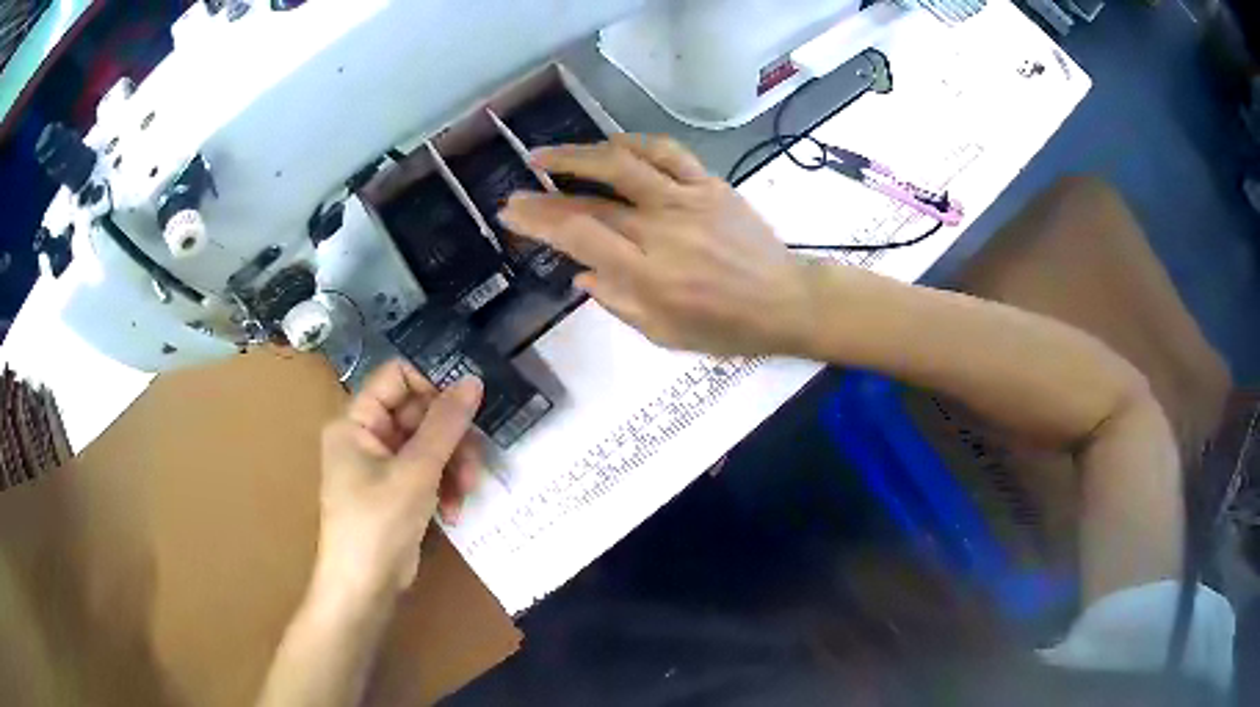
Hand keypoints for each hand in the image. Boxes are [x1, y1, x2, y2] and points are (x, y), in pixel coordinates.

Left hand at [315, 361, 482, 602]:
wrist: (365, 587)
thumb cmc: (378, 523)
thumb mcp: (416, 471)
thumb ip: (446, 424)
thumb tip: (473, 380)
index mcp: (356, 420)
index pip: (397, 377)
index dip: (432, 387)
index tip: (465, 411)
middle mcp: (365, 435)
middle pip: (419, 414)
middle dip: (451, 440)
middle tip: (474, 465)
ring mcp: (380, 465)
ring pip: (429, 444)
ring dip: (453, 466)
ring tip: (466, 493)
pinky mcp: (395, 490)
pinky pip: (426, 471)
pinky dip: (443, 487)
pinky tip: (453, 512)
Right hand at [499, 133, 814, 356]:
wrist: (786, 300)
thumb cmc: (727, 328)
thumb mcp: (666, 335)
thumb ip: (619, 303)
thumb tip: (581, 274)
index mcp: (649, 274)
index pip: (580, 236)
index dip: (539, 221)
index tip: (511, 213)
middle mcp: (662, 230)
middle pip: (592, 201)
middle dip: (545, 196)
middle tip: (516, 192)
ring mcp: (687, 200)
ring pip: (623, 164)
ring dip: (579, 155)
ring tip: (546, 156)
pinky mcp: (710, 184)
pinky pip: (667, 153)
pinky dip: (633, 143)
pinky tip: (610, 144)